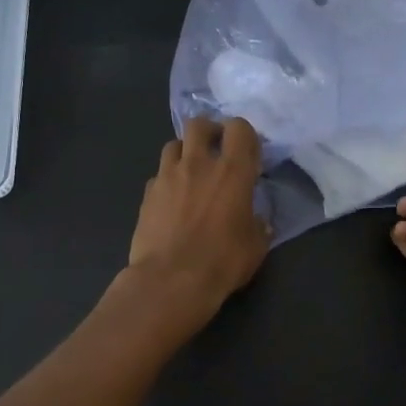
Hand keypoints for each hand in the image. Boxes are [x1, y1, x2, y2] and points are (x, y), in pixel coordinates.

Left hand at [125, 116, 270, 324]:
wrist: (170, 281)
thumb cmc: (222, 262)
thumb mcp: (255, 247)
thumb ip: (258, 225)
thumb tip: (258, 220)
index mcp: (232, 172)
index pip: (239, 128)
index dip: (243, 135)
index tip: (247, 153)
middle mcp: (198, 164)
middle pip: (199, 124)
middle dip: (209, 131)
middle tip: (216, 150)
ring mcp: (167, 176)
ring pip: (173, 144)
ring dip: (185, 152)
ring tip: (191, 172)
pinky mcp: (147, 194)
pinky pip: (159, 175)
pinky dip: (168, 180)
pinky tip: (173, 200)